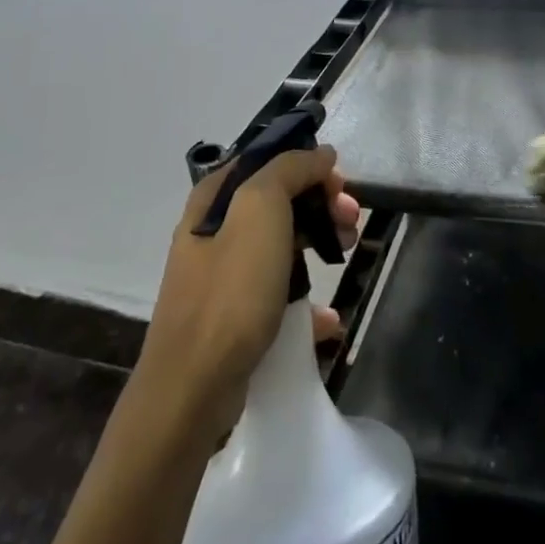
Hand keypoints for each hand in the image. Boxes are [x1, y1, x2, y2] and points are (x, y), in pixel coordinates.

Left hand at [135, 146, 360, 436]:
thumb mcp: (261, 210)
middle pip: (279, 199)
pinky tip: (327, 316)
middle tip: (351, 221)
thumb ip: (290, 170)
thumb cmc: (230, 292)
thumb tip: (320, 153)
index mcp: (214, 197)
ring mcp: (222, 274)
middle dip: (321, 204)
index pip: (268, 159)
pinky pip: (278, 290)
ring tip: (346, 256)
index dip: (308, 163)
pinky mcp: (233, 315)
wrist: (193, 390)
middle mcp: (214, 228)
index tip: (339, 185)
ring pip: (282, 242)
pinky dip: (306, 296)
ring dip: (319, 242)